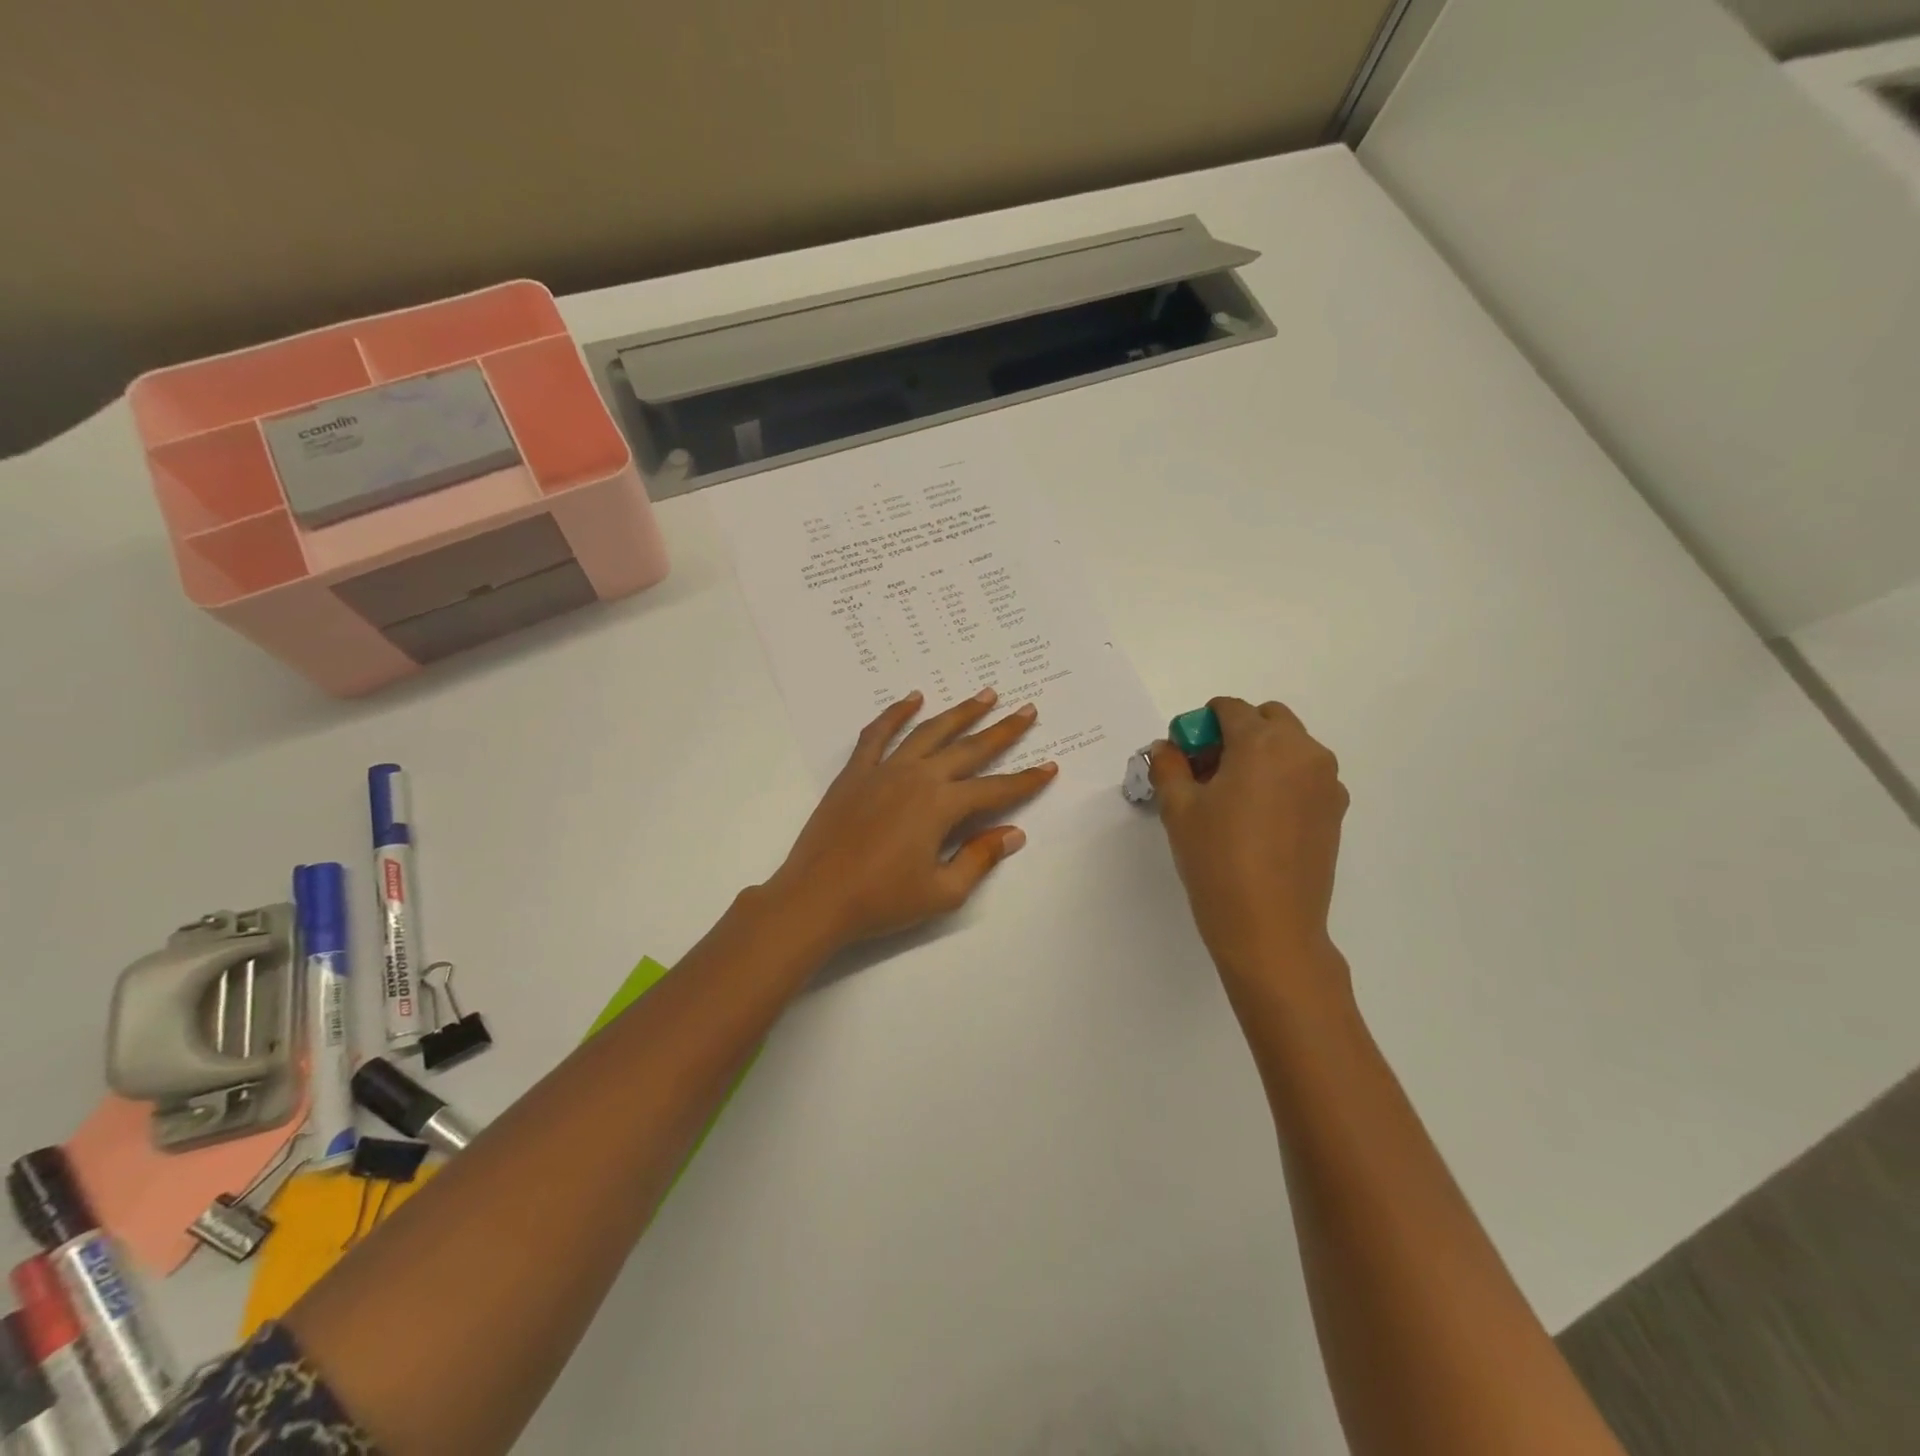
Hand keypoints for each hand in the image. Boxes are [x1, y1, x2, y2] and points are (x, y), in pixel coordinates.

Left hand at [765, 688, 1058, 948]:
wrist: (816, 898)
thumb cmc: (882, 901)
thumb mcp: (942, 892)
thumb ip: (979, 858)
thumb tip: (1013, 833)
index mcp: (941, 806)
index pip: (995, 789)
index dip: (1026, 781)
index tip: (1050, 766)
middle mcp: (917, 777)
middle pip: (969, 749)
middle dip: (1002, 731)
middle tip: (1027, 711)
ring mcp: (884, 770)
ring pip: (929, 731)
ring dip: (959, 712)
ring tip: (984, 695)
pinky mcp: (855, 773)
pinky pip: (878, 734)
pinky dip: (896, 713)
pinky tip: (913, 698)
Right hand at [1151, 697, 1350, 1001]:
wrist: (1270, 927)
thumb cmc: (1217, 860)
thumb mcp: (1179, 809)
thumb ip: (1169, 766)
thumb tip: (1167, 748)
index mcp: (1263, 743)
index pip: (1228, 709)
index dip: (1199, 726)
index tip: (1183, 757)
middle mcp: (1303, 752)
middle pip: (1266, 719)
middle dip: (1234, 733)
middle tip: (1207, 772)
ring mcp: (1326, 782)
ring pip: (1289, 747)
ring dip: (1259, 755)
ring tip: (1231, 799)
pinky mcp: (1335, 811)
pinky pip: (1305, 776)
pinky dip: (1280, 780)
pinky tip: (1257, 820)